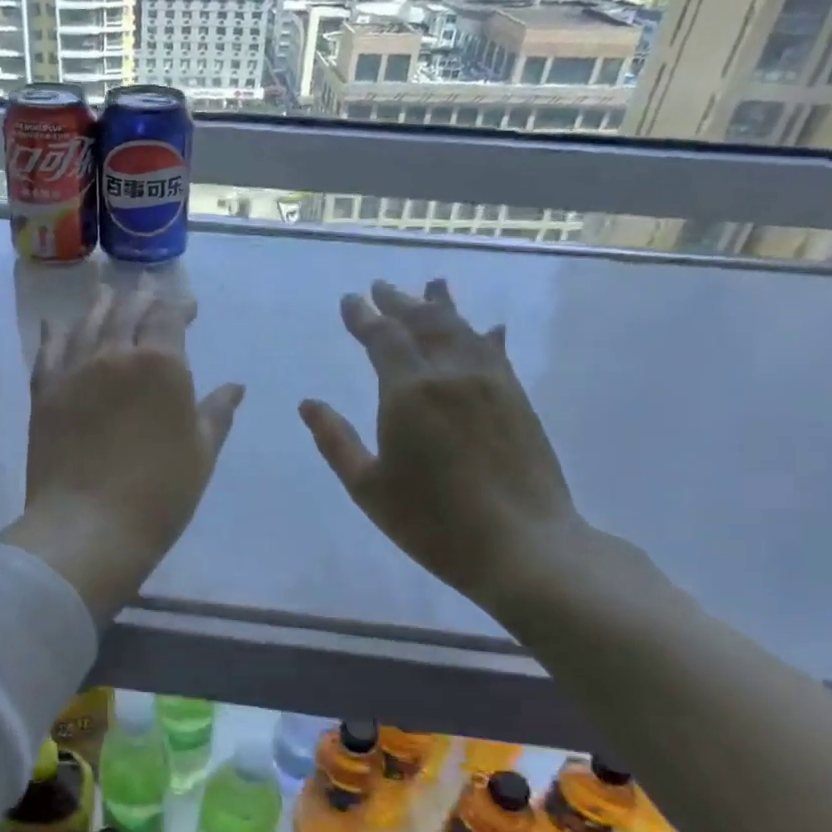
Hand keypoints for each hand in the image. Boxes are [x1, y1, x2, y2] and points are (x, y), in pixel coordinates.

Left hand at [2, 287, 245, 624]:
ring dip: (100, 305)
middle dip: (141, 297)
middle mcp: (115, 355)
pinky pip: (49, 352)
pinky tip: (55, 324)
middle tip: (147, 287)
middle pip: (127, 311)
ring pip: (87, 323)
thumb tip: (235, 387)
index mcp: (161, 365)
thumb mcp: (201, 453)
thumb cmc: (159, 494)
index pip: (168, 317)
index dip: (178, 306)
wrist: (88, 526)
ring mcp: (75, 371)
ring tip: (107, 292)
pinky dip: (55, 333)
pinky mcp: (45, 393)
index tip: (188, 307)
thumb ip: (216, 413)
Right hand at [299, 279, 586, 614]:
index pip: (383, 338)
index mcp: (409, 393)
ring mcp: (490, 383)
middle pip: (424, 323)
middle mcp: (451, 374)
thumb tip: (309, 403)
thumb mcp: (368, 488)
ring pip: (462, 330)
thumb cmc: (432, 523)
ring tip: (431, 286)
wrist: (522, 545)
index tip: (350, 300)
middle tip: (382, 287)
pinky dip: (484, 334)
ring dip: (442, 306)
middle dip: (399, 302)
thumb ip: (336, 441)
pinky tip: (488, 327)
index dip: (364, 317)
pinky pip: (496, 352)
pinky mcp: (517, 398)